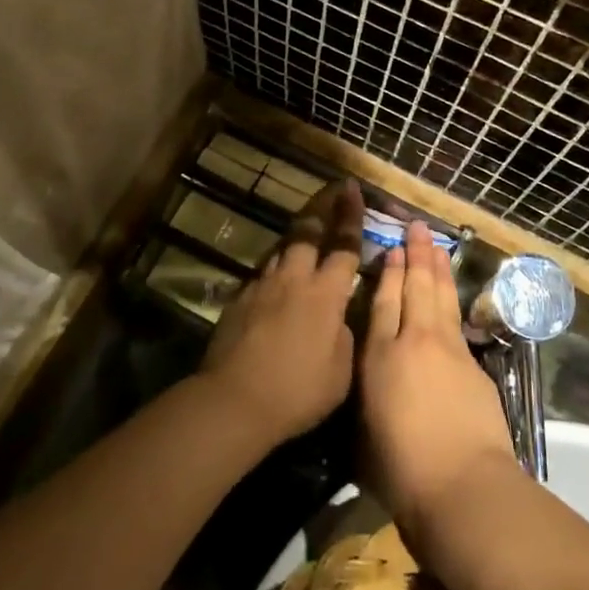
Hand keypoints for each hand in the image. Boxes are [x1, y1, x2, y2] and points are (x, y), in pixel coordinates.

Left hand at [199, 179, 363, 445]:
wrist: (235, 400)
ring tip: (305, 231)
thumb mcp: (341, 373)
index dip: (351, 216)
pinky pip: (262, 275)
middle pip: (307, 231)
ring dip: (296, 237)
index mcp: (326, 294)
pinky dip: (274, 270)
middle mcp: (295, 279)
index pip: (344, 245)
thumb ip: (344, 338)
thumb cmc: (297, 391)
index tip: (353, 189)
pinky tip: (276, 281)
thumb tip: (338, 321)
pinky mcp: (239, 300)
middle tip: (331, 190)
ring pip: (282, 249)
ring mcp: (263, 286)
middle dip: (321, 207)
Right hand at [360, 220, 515, 546]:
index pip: (383, 302)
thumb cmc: (401, 471)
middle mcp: (414, 341)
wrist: (462, 485)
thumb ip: (369, 397)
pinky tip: (451, 297)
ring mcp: (449, 349)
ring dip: (438, 268)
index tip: (391, 249)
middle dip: (416, 254)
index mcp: (380, 357)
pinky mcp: (475, 365)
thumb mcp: (365, 433)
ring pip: (441, 296)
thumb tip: (373, 381)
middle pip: (416, 286)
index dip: (387, 273)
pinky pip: (458, 322)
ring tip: (437, 245)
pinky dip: (453, 301)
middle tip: (418, 228)